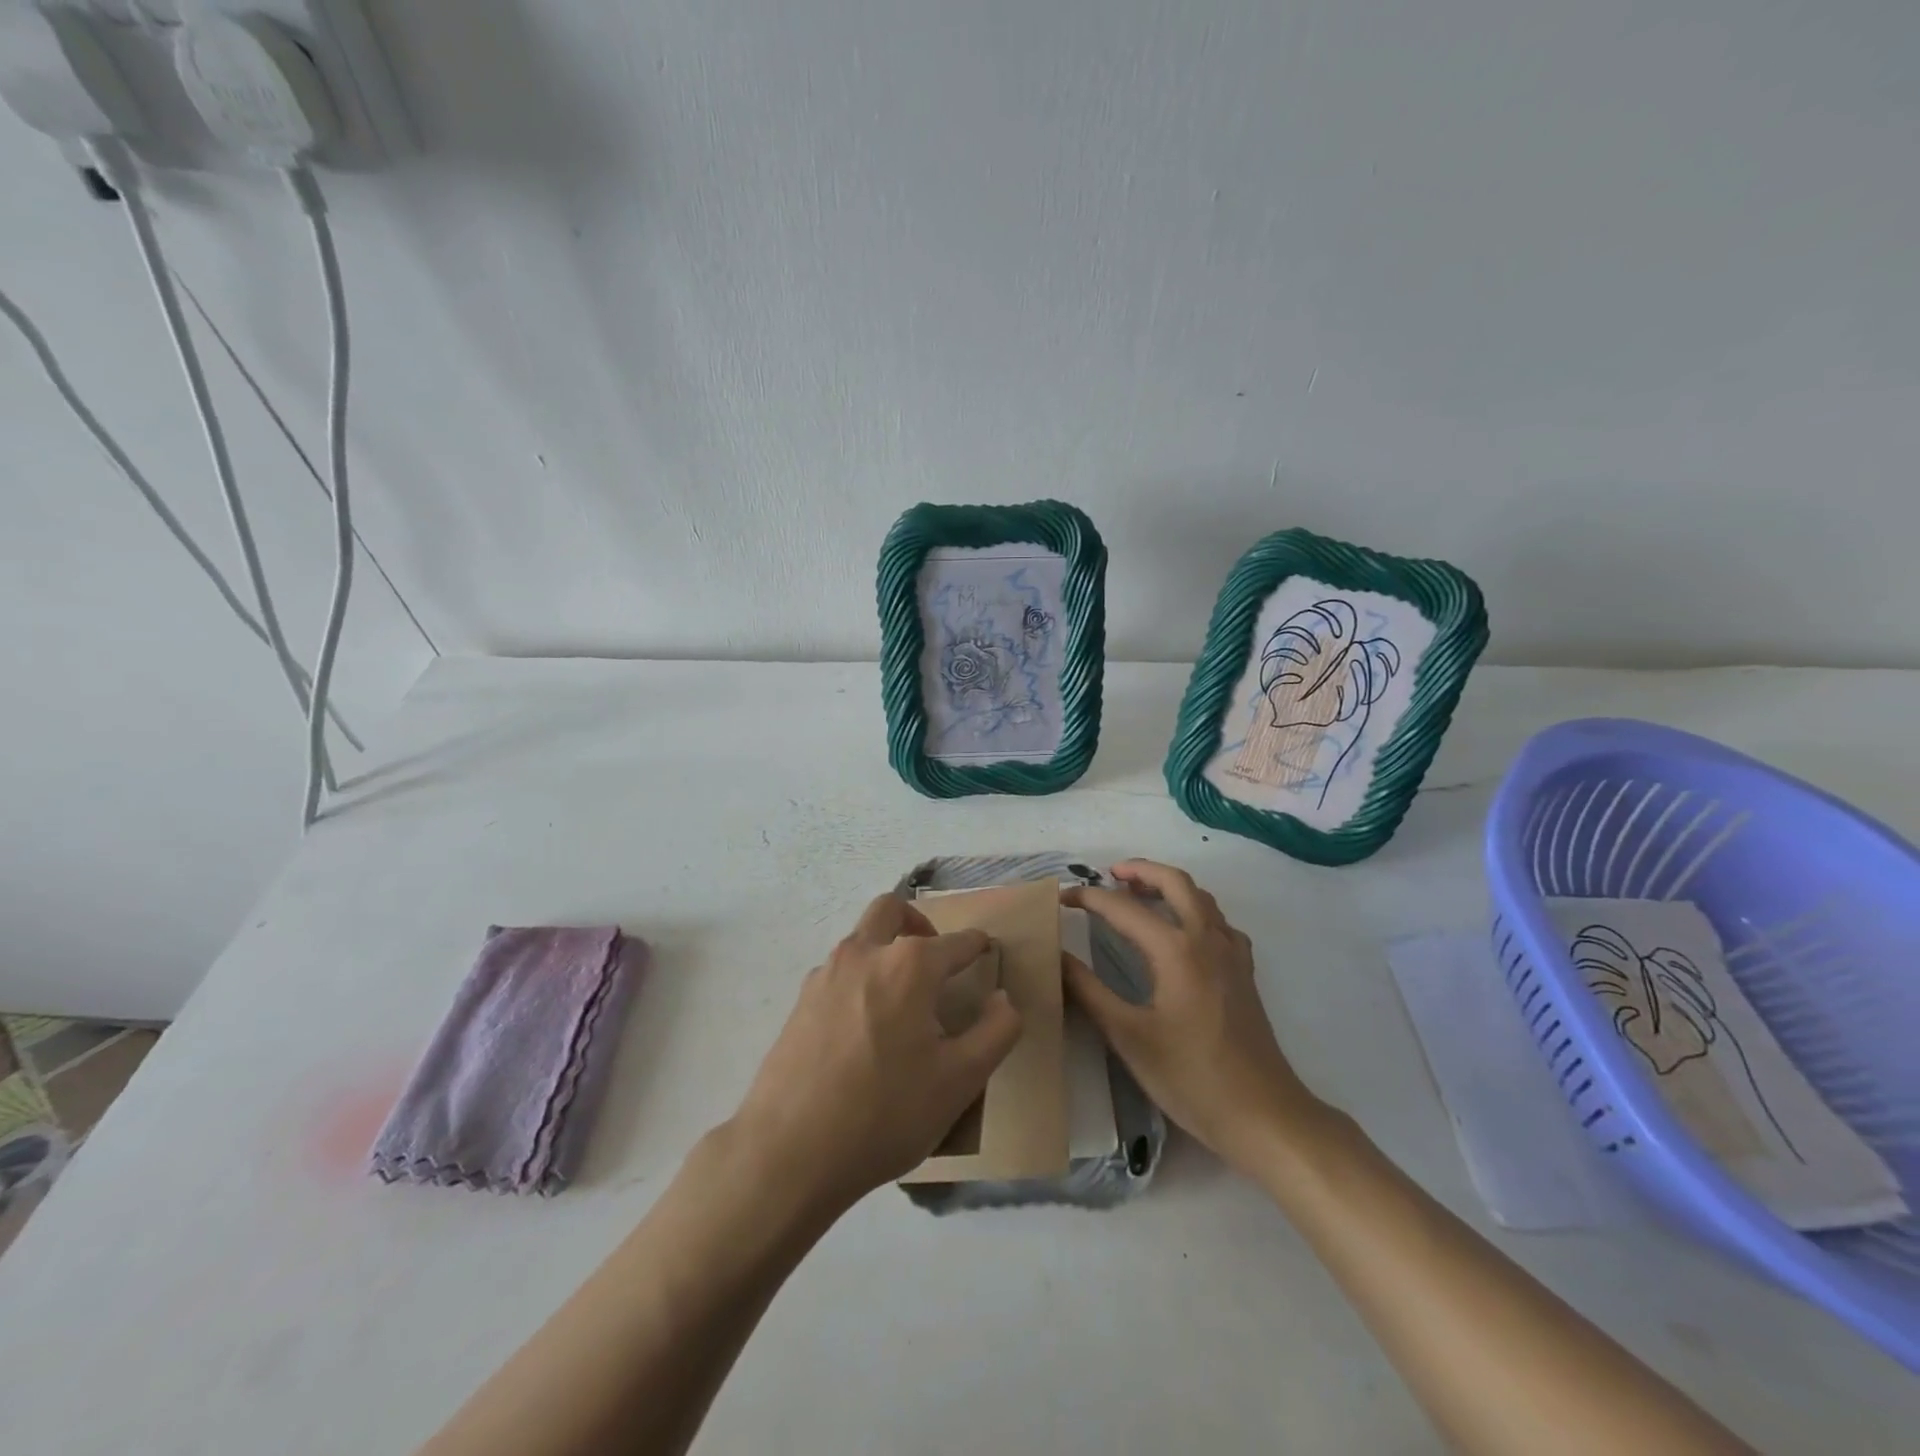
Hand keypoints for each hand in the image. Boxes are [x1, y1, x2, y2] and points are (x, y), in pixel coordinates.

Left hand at [730, 894, 1022, 1216]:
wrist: (790, 1151)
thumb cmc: (885, 1113)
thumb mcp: (960, 1081)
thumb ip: (996, 1031)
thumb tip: (1003, 998)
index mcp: (909, 966)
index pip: (955, 943)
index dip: (976, 945)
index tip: (985, 949)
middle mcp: (865, 954)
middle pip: (891, 910)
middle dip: (918, 923)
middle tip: (934, 957)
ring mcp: (825, 975)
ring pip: (860, 939)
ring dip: (884, 949)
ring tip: (902, 999)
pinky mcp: (800, 1001)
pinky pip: (838, 972)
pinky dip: (859, 979)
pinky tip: (865, 1028)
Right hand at [1064, 860, 1322, 1172]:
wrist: (1264, 1115)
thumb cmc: (1191, 1077)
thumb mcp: (1129, 1036)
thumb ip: (1088, 991)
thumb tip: (1056, 956)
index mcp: (1175, 949)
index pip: (1123, 908)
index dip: (1089, 898)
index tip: (1061, 898)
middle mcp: (1206, 938)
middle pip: (1175, 881)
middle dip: (1140, 870)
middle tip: (1108, 875)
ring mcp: (1231, 953)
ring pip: (1201, 897)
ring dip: (1168, 885)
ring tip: (1139, 894)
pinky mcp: (1244, 972)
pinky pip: (1218, 921)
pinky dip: (1195, 910)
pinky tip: (1182, 932)